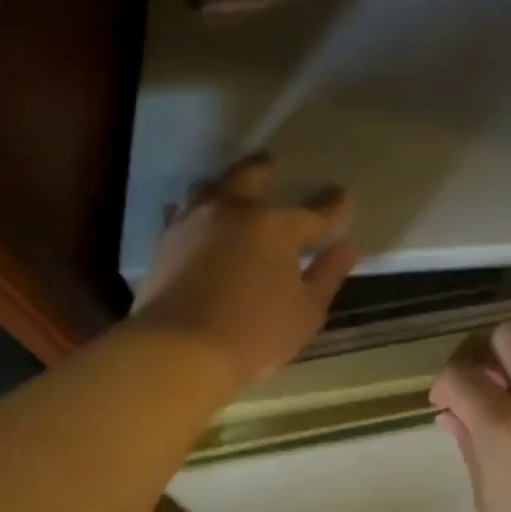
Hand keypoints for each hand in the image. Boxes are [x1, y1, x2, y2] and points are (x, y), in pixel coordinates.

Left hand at [131, 152, 359, 385]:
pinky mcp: (164, 243)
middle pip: (249, 176)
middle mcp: (231, 211)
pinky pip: (180, 214)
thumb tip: (346, 249)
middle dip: (265, 168)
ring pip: (208, 188)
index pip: (313, 213)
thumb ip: (327, 276)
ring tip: (229, 188)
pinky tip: (193, 219)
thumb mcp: (306, 312)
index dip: (333, 206)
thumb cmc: (254, 333)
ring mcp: (192, 224)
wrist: (179, 348)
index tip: (343, 196)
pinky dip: (193, 212)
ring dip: (224, 184)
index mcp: (274, 226)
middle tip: (272, 163)